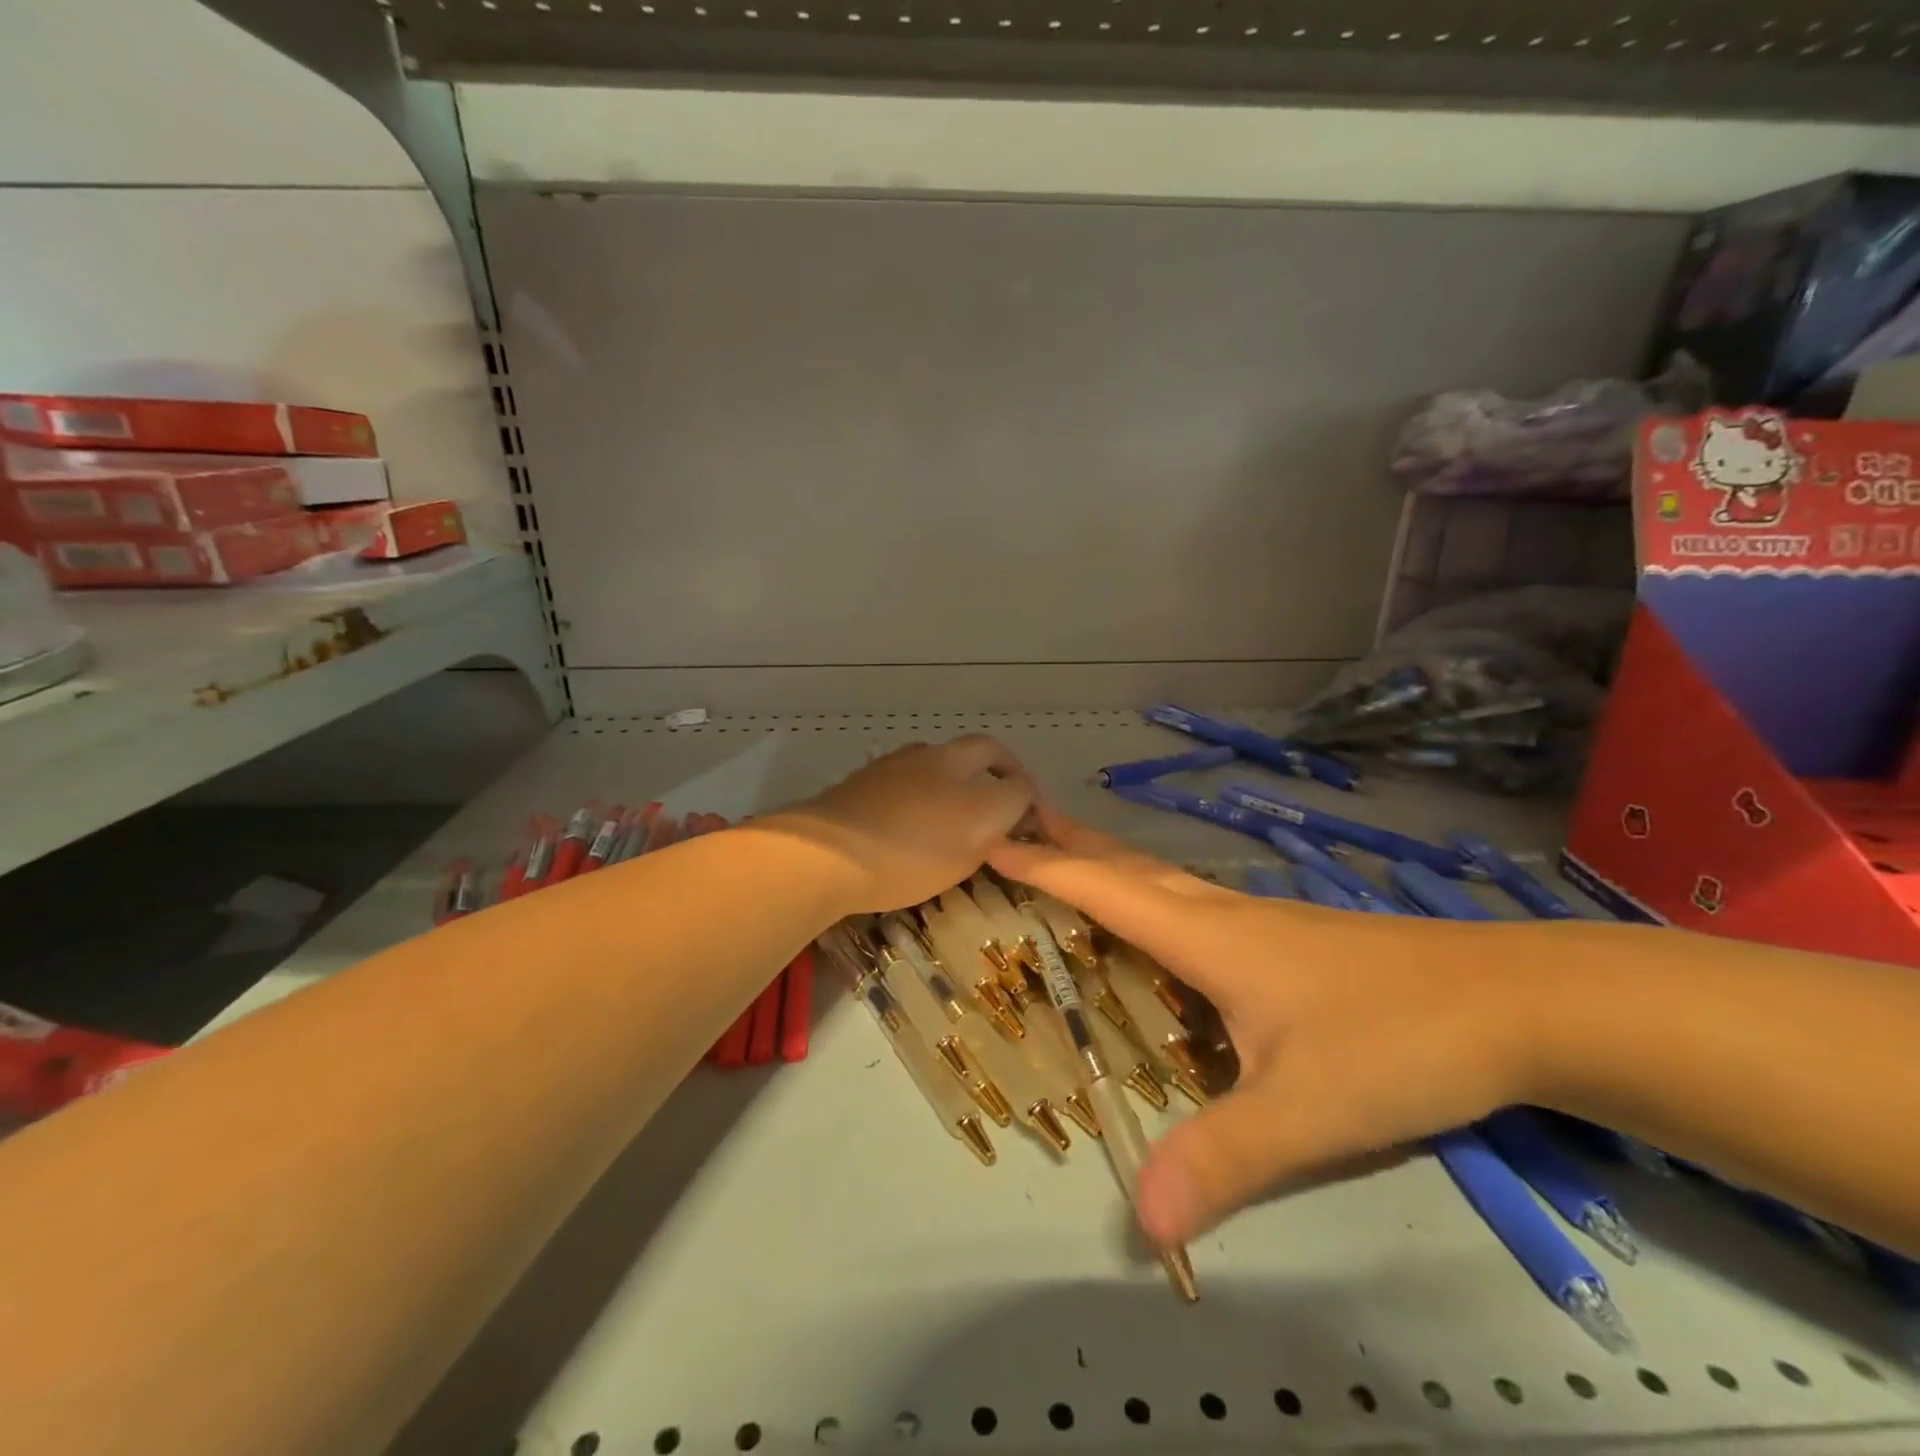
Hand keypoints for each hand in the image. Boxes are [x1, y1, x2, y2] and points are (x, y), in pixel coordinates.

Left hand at [769, 736, 1036, 913]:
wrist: (824, 855)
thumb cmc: (910, 850)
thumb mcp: (975, 834)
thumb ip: (1006, 808)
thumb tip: (1018, 793)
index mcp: (958, 764)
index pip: (1003, 760)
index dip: (1022, 781)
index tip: (1028, 807)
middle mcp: (926, 757)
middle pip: (970, 752)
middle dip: (992, 770)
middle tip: (999, 802)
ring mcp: (888, 770)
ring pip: (933, 766)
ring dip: (953, 781)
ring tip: (954, 815)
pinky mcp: (857, 787)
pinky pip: (901, 785)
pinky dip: (918, 796)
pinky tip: (911, 822)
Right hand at [991, 807, 1536, 1247]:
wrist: (1514, 1001)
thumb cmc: (1399, 1040)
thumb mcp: (1306, 1110)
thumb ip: (1223, 1158)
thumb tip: (1141, 1220)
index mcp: (1208, 937)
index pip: (1104, 889)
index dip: (1044, 865)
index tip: (991, 841)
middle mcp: (1224, 916)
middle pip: (1130, 868)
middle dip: (1070, 843)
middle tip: (1021, 824)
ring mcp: (1261, 922)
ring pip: (1164, 881)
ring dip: (1111, 863)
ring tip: (1075, 857)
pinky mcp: (1289, 939)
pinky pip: (1195, 902)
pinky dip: (1152, 894)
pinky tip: (1165, 921)